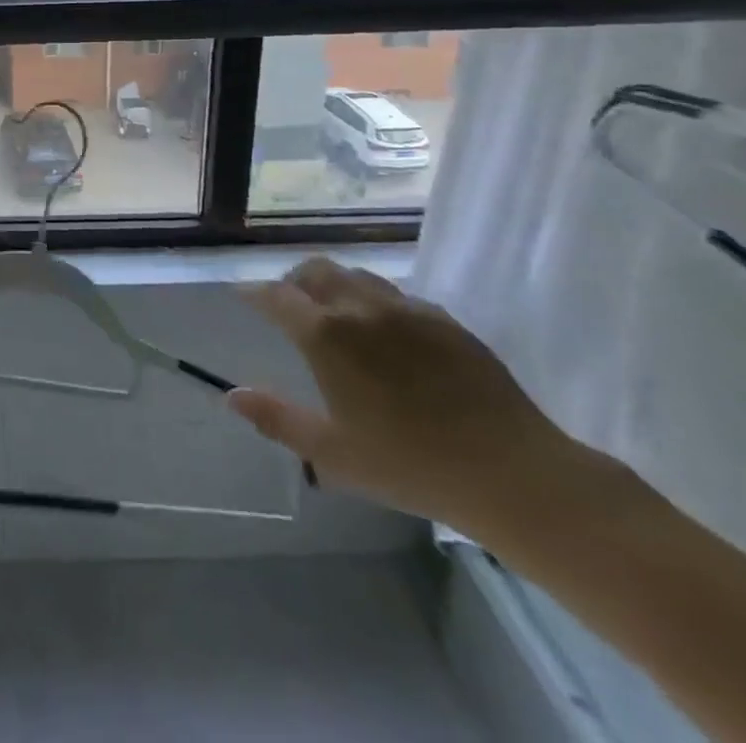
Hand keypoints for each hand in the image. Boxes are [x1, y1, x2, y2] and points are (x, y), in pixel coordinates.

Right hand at [229, 256, 580, 536]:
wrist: (514, 474)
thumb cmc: (411, 465)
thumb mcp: (333, 453)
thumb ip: (277, 419)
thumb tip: (231, 395)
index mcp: (325, 335)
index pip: (275, 296)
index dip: (254, 293)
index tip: (243, 295)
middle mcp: (360, 307)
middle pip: (315, 270)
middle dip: (293, 281)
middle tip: (289, 303)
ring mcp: (407, 309)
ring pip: (356, 275)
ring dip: (334, 284)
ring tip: (335, 311)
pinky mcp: (445, 320)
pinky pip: (397, 295)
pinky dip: (376, 301)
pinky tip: (387, 332)